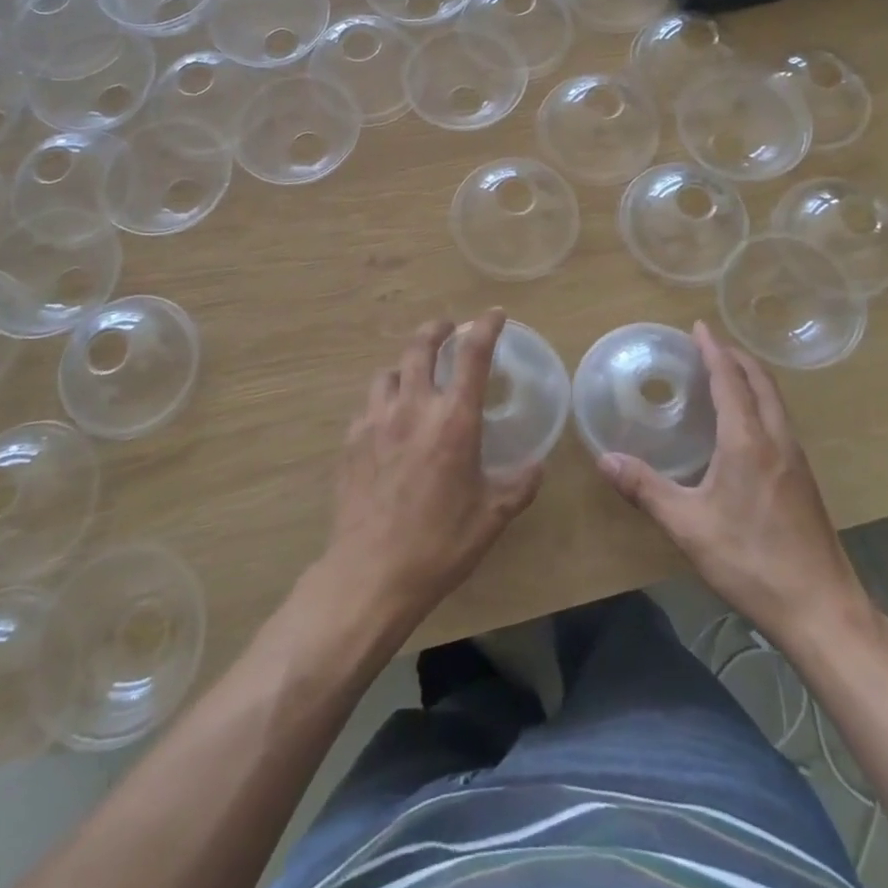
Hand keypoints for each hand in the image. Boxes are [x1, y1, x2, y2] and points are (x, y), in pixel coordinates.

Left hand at [321, 310, 542, 630]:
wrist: (371, 573)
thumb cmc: (440, 543)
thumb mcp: (491, 517)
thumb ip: (518, 485)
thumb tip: (536, 466)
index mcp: (454, 420)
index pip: (472, 356)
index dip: (486, 328)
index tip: (494, 314)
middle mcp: (413, 407)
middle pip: (420, 347)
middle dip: (436, 330)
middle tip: (447, 328)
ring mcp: (376, 420)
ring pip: (388, 372)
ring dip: (405, 366)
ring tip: (413, 376)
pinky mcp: (351, 440)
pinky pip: (368, 405)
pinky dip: (383, 401)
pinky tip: (387, 421)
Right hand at [597, 321, 871, 644]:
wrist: (823, 611)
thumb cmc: (752, 562)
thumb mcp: (688, 527)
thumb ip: (645, 489)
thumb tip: (604, 459)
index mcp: (748, 441)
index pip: (730, 379)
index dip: (713, 350)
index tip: (698, 327)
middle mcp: (777, 440)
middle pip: (761, 381)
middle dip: (735, 357)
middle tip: (707, 345)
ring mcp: (796, 460)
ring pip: (775, 401)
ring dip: (751, 378)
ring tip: (724, 375)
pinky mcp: (804, 480)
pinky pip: (780, 421)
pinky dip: (760, 402)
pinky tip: (744, 426)